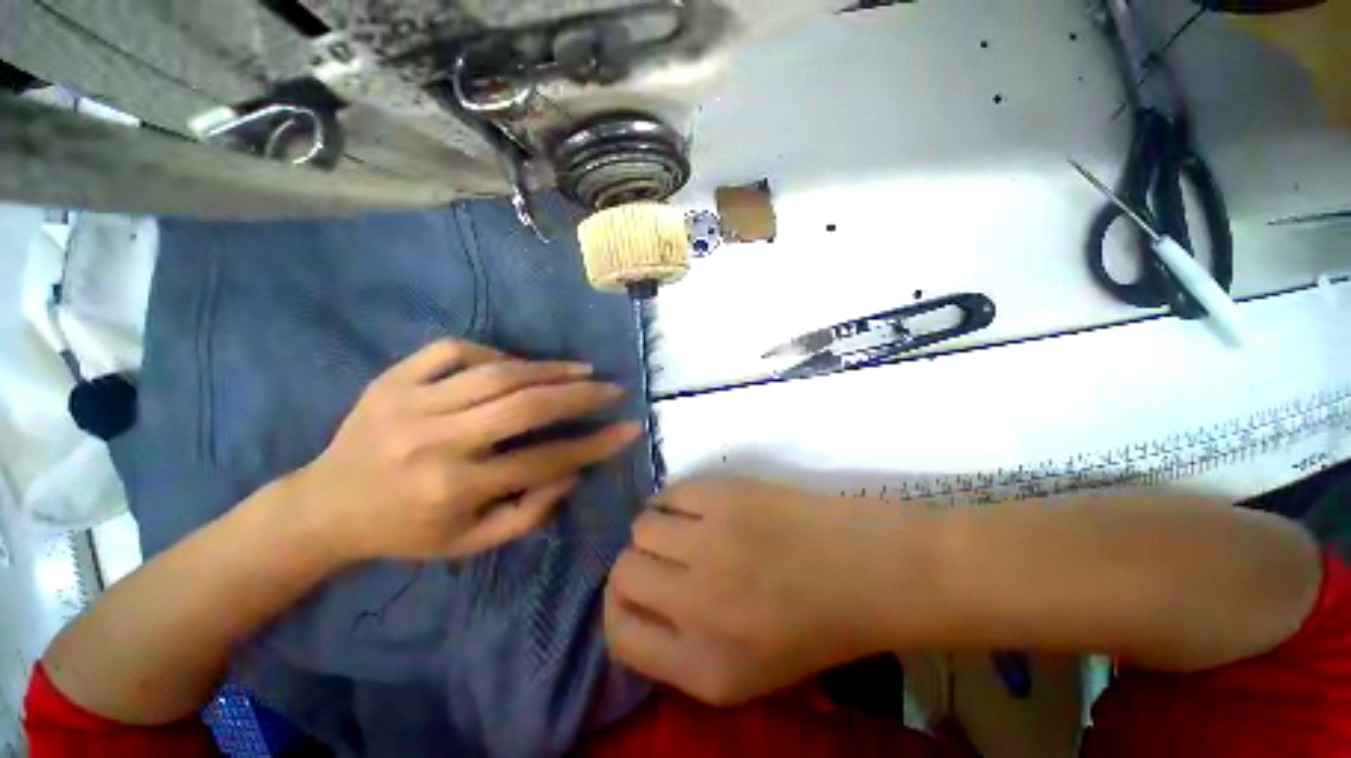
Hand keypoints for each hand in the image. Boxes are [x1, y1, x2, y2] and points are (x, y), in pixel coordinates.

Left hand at [294, 339, 640, 562]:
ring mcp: (409, 403)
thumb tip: (573, 472)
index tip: (629, 428)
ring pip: (497, 373)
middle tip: (613, 389)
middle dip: (580, 395)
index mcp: (453, 490)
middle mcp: (435, 442)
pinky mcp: (391, 379)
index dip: (595, 444)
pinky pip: (453, 350)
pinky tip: (513, 364)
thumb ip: (529, 513)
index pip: (545, 461)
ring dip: (549, 368)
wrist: (324, 508)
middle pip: (525, 407)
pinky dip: (493, 352)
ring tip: (583, 370)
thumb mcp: (470, 544)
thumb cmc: (405, 531)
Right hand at [604, 477, 882, 704]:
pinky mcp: (725, 496)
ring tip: (683, 530)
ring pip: (642, 527)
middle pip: (623, 571)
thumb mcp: (743, 675)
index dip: (618, 609)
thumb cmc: (810, 627)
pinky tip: (695, 507)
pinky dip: (673, 500)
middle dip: (635, 565)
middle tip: (663, 559)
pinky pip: (670, 493)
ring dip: (655, 529)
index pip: (619, 635)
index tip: (635, 594)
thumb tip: (634, 607)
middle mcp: (697, 605)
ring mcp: (710, 542)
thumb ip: (678, 652)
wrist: (866, 570)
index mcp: (703, 667)